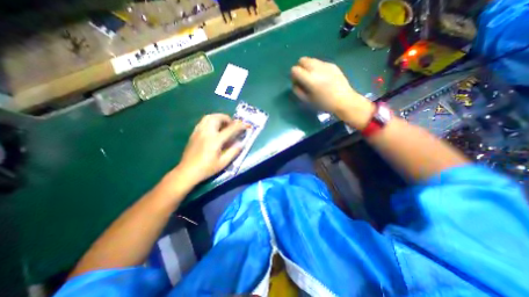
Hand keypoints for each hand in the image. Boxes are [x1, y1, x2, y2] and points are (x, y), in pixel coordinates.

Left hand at [175, 113, 245, 184]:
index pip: (230, 129)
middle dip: (227, 118)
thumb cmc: (206, 169)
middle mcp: (206, 133)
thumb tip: (241, 143)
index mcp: (215, 140)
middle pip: (217, 118)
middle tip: (232, 124)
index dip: (239, 126)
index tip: (246, 124)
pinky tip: (213, 128)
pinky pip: (203, 121)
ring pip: (208, 117)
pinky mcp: (194, 133)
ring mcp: (198, 132)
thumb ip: (233, 152)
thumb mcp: (223, 163)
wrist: (187, 171)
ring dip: (218, 117)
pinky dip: (211, 120)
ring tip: (223, 124)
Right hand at [291, 56, 373, 127]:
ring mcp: (326, 65)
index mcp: (310, 79)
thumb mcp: (307, 100)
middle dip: (300, 68)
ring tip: (313, 78)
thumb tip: (295, 83)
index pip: (295, 69)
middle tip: (304, 78)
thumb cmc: (324, 103)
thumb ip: (298, 91)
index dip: (293, 76)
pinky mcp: (332, 64)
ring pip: (311, 60)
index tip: (297, 83)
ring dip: (308, 67)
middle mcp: (316, 68)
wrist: (344, 100)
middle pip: (302, 60)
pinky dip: (317, 68)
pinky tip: (322, 77)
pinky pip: (320, 62)